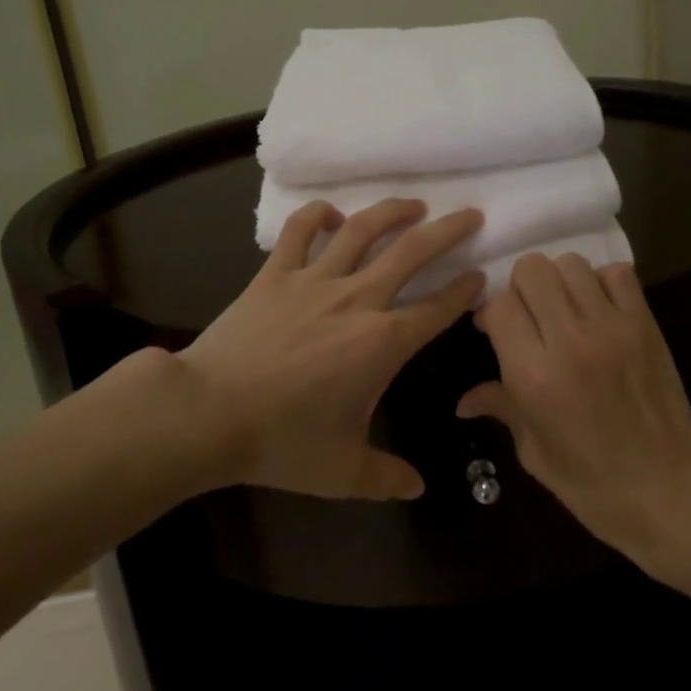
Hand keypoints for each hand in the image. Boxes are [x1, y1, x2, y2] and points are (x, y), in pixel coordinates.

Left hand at [180, 198, 483, 500]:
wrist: (210, 413)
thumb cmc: (282, 441)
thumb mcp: (342, 472)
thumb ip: (386, 477)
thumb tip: (417, 486)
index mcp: (382, 342)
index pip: (437, 309)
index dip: (465, 291)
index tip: (481, 276)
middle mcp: (357, 299)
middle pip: (413, 252)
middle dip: (449, 231)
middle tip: (471, 215)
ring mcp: (315, 279)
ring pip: (363, 229)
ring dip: (393, 211)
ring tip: (415, 204)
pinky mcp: (275, 273)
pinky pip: (299, 230)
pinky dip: (317, 214)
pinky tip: (332, 214)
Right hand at [458, 254, 690, 560]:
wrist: (670, 491)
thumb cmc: (592, 483)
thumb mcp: (534, 451)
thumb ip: (501, 407)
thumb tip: (463, 401)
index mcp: (534, 375)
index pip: (499, 305)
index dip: (491, 313)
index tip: (492, 330)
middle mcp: (569, 340)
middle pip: (532, 269)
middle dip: (521, 287)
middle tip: (529, 315)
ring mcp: (612, 327)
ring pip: (571, 264)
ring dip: (559, 281)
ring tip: (564, 309)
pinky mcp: (645, 324)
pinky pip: (617, 274)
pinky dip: (601, 282)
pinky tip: (598, 309)